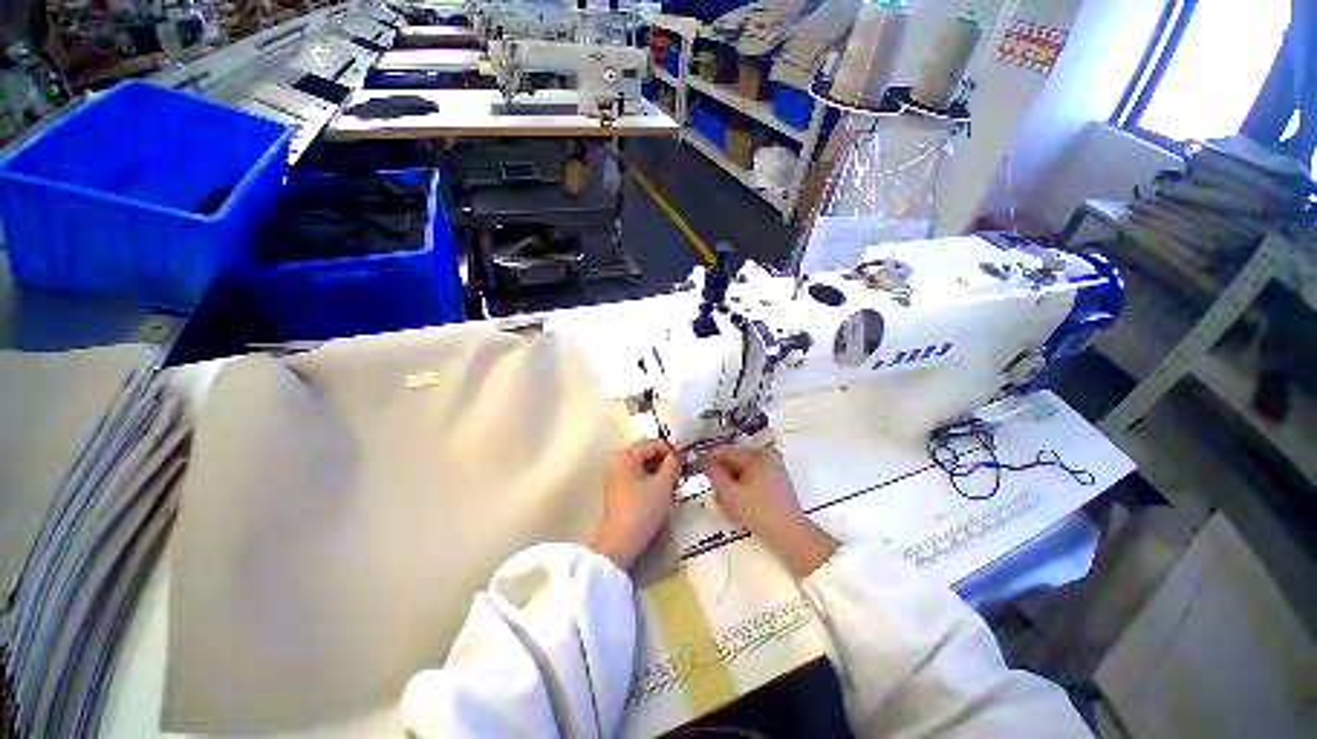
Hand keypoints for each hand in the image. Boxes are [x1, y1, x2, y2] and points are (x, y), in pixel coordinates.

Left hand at [591, 439, 681, 569]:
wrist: (620, 542)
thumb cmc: (642, 510)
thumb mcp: (663, 485)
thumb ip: (672, 464)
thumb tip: (677, 456)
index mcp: (625, 455)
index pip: (653, 443)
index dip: (671, 450)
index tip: (685, 463)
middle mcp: (617, 460)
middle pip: (646, 451)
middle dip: (664, 459)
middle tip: (680, 472)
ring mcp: (614, 473)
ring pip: (642, 463)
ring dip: (658, 468)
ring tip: (672, 481)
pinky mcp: (616, 486)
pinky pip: (636, 473)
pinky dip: (649, 476)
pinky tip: (660, 489)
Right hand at [699, 446, 836, 577]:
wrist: (791, 535)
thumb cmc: (759, 512)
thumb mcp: (730, 493)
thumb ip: (714, 474)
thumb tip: (702, 460)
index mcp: (757, 454)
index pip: (726, 451)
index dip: (709, 459)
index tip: (696, 469)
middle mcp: (766, 455)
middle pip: (734, 460)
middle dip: (721, 475)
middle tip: (712, 492)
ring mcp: (772, 467)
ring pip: (741, 470)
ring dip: (730, 483)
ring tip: (724, 502)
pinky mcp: (775, 479)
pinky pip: (751, 477)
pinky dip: (741, 487)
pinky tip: (736, 503)